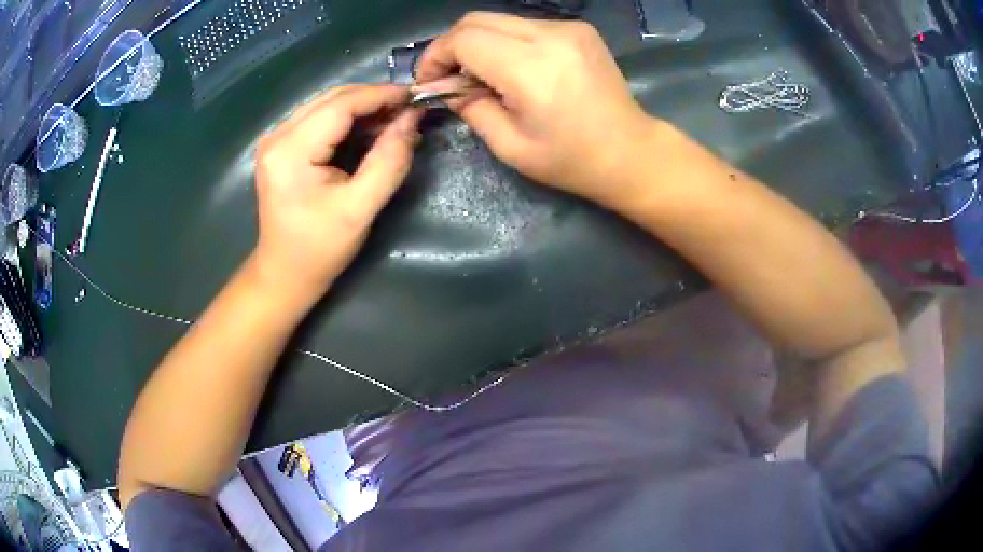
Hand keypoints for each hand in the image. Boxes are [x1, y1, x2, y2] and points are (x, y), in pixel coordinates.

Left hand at [251, 84, 421, 305]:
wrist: (285, 273)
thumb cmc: (320, 248)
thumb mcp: (360, 209)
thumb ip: (389, 161)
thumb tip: (412, 119)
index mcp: (290, 151)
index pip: (340, 105)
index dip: (380, 95)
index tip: (415, 96)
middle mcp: (277, 136)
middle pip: (332, 99)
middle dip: (373, 99)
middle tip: (408, 109)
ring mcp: (275, 139)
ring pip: (326, 105)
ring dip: (362, 107)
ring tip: (395, 118)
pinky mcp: (280, 146)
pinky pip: (319, 118)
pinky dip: (347, 119)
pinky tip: (370, 129)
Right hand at [416, 12, 656, 207]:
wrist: (631, 152)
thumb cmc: (571, 160)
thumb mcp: (510, 146)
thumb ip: (471, 107)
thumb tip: (445, 85)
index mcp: (532, 69)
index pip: (464, 39)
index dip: (436, 55)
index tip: (429, 80)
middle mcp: (550, 36)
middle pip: (477, 20)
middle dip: (452, 45)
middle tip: (449, 76)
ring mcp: (568, 28)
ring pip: (500, 20)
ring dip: (479, 43)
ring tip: (482, 76)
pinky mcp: (579, 29)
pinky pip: (525, 25)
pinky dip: (506, 42)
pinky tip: (513, 68)